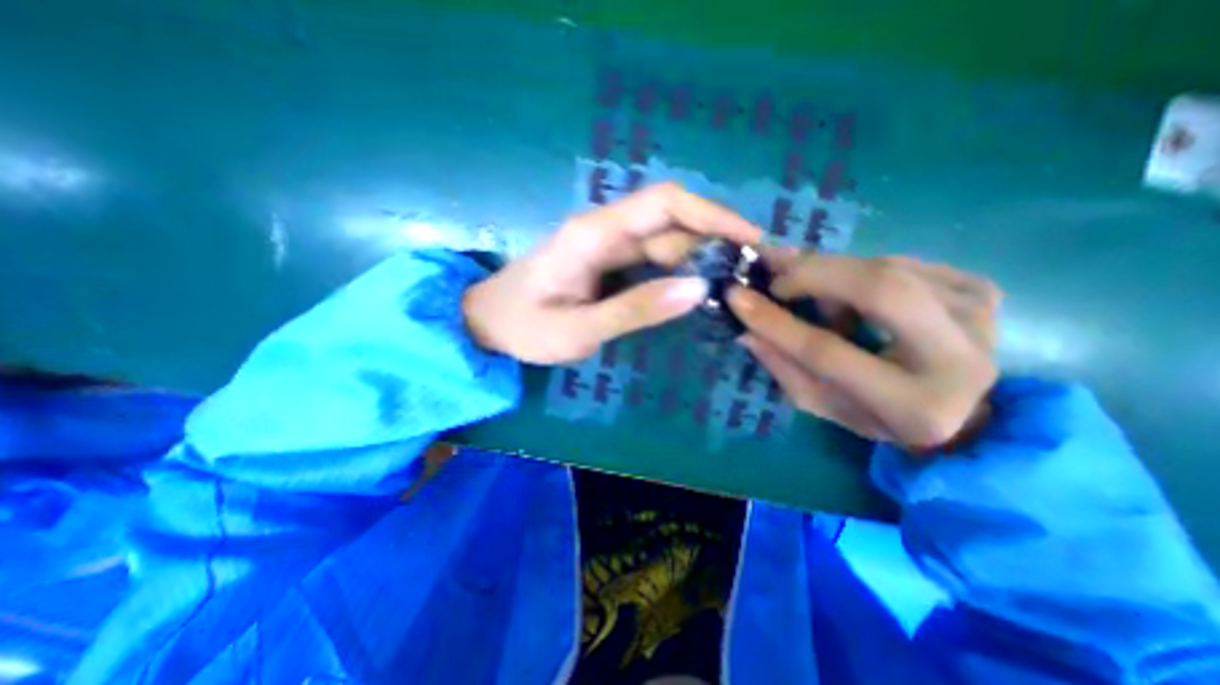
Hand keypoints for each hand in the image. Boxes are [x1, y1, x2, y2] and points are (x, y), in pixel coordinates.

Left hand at [467, 182, 759, 363]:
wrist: (488, 323)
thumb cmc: (524, 327)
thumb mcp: (578, 329)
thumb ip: (635, 310)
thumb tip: (698, 290)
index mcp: (593, 235)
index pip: (664, 204)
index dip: (711, 214)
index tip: (749, 239)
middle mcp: (604, 230)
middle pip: (670, 221)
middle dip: (713, 240)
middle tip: (748, 275)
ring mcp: (606, 245)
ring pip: (664, 240)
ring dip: (698, 258)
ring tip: (729, 287)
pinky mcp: (606, 261)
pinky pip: (651, 258)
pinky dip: (678, 270)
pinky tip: (694, 290)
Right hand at [724, 254, 1000, 450]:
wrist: (963, 410)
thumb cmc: (879, 415)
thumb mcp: (823, 404)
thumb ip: (783, 367)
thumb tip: (746, 328)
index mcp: (912, 406)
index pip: (827, 352)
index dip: (776, 322)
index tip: (736, 296)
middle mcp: (960, 359)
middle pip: (878, 290)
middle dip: (812, 273)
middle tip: (774, 275)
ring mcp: (978, 315)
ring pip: (886, 268)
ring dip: (833, 274)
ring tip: (811, 292)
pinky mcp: (979, 289)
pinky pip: (900, 263)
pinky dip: (860, 272)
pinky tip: (850, 293)